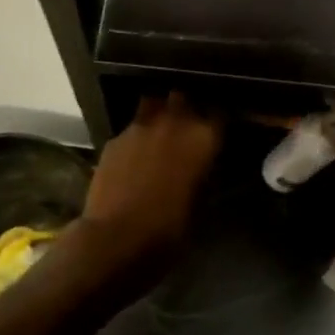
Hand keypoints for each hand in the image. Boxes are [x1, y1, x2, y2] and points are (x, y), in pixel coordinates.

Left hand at [78, 93, 222, 263]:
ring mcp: (140, 126)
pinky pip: (131, 127)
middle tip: (189, 126)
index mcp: (203, 136)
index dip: (219, 119)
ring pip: (154, 102)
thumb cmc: (170, 227)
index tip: (219, 128)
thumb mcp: (201, 202)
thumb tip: (205, 163)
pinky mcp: (115, 138)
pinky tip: (135, 153)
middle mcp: (174, 122)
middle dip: (187, 107)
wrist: (117, 237)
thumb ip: (205, 172)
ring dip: (159, 113)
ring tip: (161, 131)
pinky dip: (137, 135)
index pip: (220, 112)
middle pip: (184, 97)